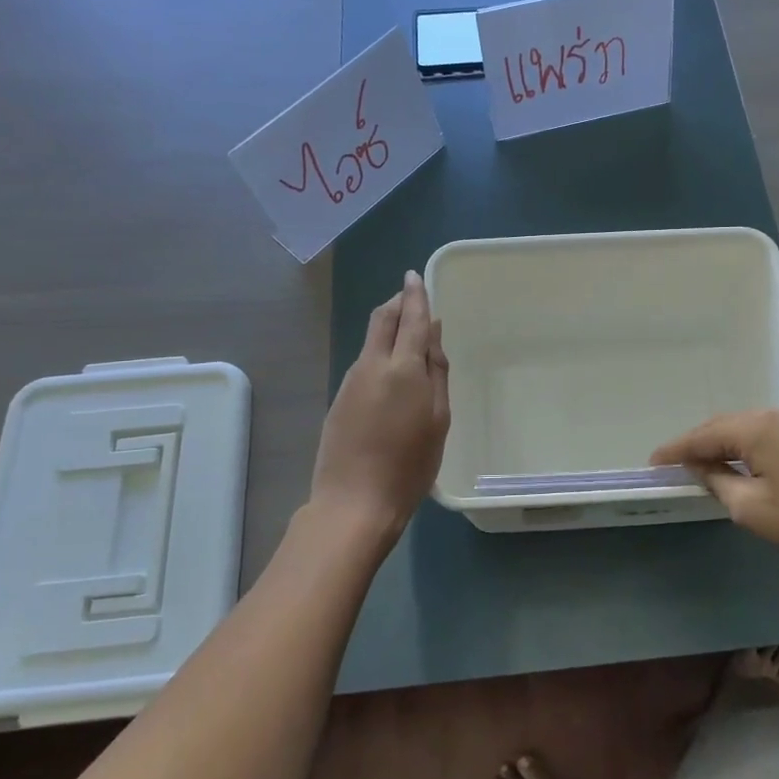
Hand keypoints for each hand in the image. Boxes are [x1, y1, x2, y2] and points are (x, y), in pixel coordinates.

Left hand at [309, 271, 449, 552]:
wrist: (354, 502)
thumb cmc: (410, 466)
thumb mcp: (439, 420)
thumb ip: (437, 373)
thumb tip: (433, 336)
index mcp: (404, 368)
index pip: (411, 318)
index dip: (415, 295)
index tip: (415, 276)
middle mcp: (373, 365)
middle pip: (382, 319)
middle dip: (397, 302)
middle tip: (410, 295)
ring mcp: (351, 381)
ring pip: (371, 340)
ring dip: (388, 327)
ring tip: (406, 332)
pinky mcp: (340, 398)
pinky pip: (364, 362)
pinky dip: (379, 352)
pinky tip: (390, 371)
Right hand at [651, 409, 778, 586]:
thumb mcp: (753, 509)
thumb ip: (720, 483)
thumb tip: (702, 468)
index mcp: (755, 428)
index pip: (702, 435)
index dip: (675, 450)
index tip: (652, 463)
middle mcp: (775, 417)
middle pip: (724, 426)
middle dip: (698, 444)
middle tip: (675, 464)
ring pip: (748, 430)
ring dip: (723, 446)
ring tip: (704, 466)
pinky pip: (767, 438)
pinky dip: (747, 450)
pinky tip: (745, 467)